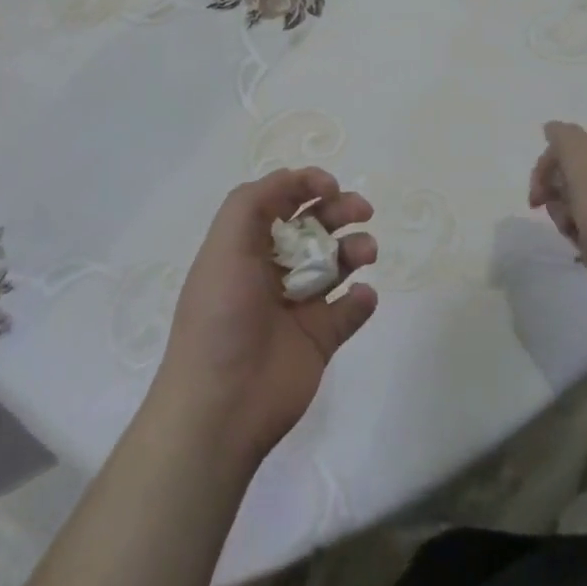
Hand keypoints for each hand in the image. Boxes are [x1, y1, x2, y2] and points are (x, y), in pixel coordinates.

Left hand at [155, 168, 376, 466]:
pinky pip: (350, 311)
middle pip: (314, 227)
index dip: (306, 185)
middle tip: (362, 210)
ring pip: (337, 264)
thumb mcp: (224, 247)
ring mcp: (298, 306)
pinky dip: (362, 300)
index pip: (280, 202)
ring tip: (366, 253)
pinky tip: (361, 297)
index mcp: (245, 248)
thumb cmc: (220, 317)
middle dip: (339, 211)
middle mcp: (272, 271)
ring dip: (356, 249)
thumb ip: (253, 202)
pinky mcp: (320, 340)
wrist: (221, 407)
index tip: (331, 186)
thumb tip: (292, 178)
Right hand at [529, 121, 586, 321]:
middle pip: (577, 177)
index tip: (536, 200)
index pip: (569, 146)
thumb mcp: (585, 173)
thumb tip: (553, 126)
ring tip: (584, 244)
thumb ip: (566, 142)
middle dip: (562, 201)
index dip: (546, 169)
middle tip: (566, 222)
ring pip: (586, 207)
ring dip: (575, 225)